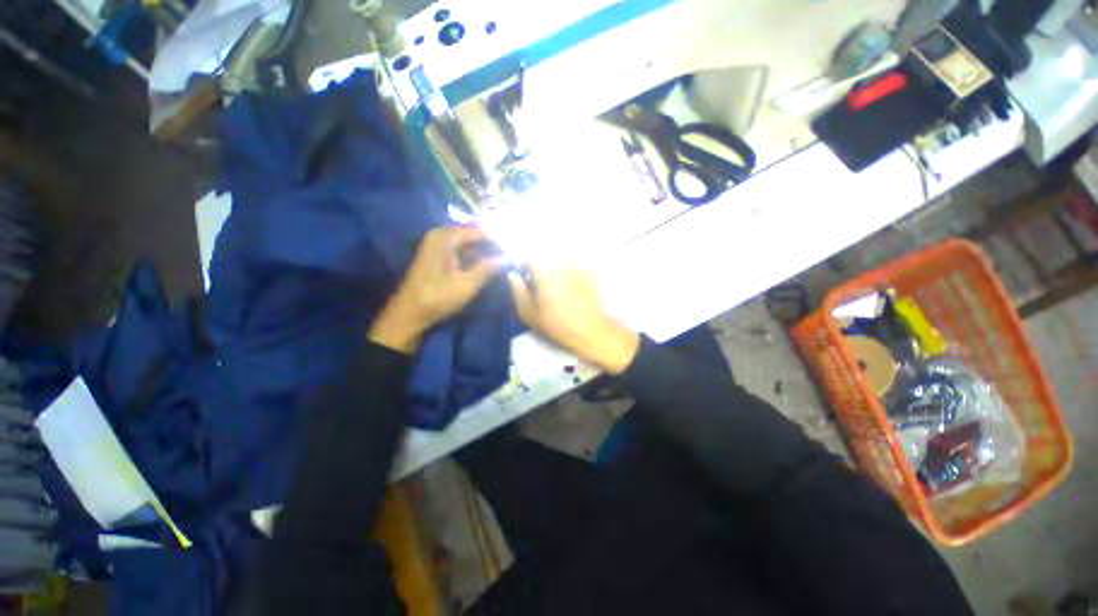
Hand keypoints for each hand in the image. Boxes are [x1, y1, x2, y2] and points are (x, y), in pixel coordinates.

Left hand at [369, 226, 502, 353]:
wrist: (409, 313)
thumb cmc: (437, 297)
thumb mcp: (467, 284)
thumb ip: (488, 268)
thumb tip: (507, 257)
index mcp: (445, 238)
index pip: (477, 230)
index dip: (497, 237)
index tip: (513, 245)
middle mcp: (439, 235)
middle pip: (471, 233)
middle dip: (491, 241)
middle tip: (509, 250)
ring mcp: (436, 245)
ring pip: (466, 241)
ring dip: (483, 248)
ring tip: (501, 256)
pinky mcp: (436, 255)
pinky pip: (459, 248)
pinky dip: (473, 254)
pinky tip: (485, 262)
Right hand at [507, 265, 639, 373]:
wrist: (593, 331)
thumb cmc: (558, 326)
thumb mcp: (530, 315)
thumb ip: (519, 292)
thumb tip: (513, 275)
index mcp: (544, 273)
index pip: (528, 255)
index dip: (524, 264)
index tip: (525, 275)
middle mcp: (560, 264)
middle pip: (544, 255)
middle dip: (539, 265)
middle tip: (539, 283)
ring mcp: (577, 265)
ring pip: (559, 259)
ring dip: (554, 267)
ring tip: (556, 286)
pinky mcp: (589, 271)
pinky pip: (573, 264)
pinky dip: (568, 271)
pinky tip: (570, 287)